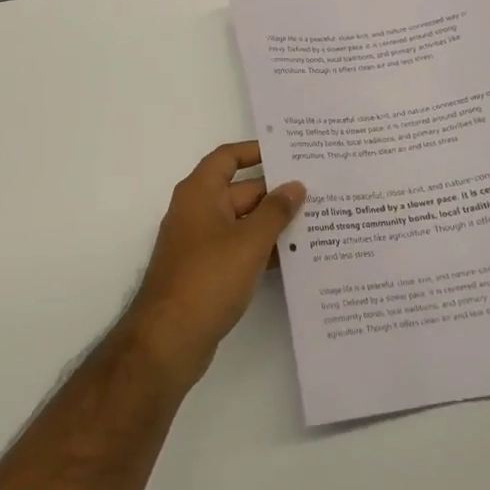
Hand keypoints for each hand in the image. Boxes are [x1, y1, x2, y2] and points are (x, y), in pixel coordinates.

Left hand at [124, 142, 305, 389]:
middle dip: (276, 192)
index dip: (255, 151)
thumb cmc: (207, 279)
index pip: (228, 158)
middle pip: (241, 190)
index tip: (290, 153)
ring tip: (319, 222)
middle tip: (320, 191)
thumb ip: (275, 212)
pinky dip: (264, 249)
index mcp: (199, 193)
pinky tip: (297, 257)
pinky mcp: (208, 271)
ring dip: (274, 223)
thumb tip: (295, 185)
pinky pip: (240, 249)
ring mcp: (202, 243)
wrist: (169, 338)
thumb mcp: (248, 242)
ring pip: (243, 223)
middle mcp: (198, 212)